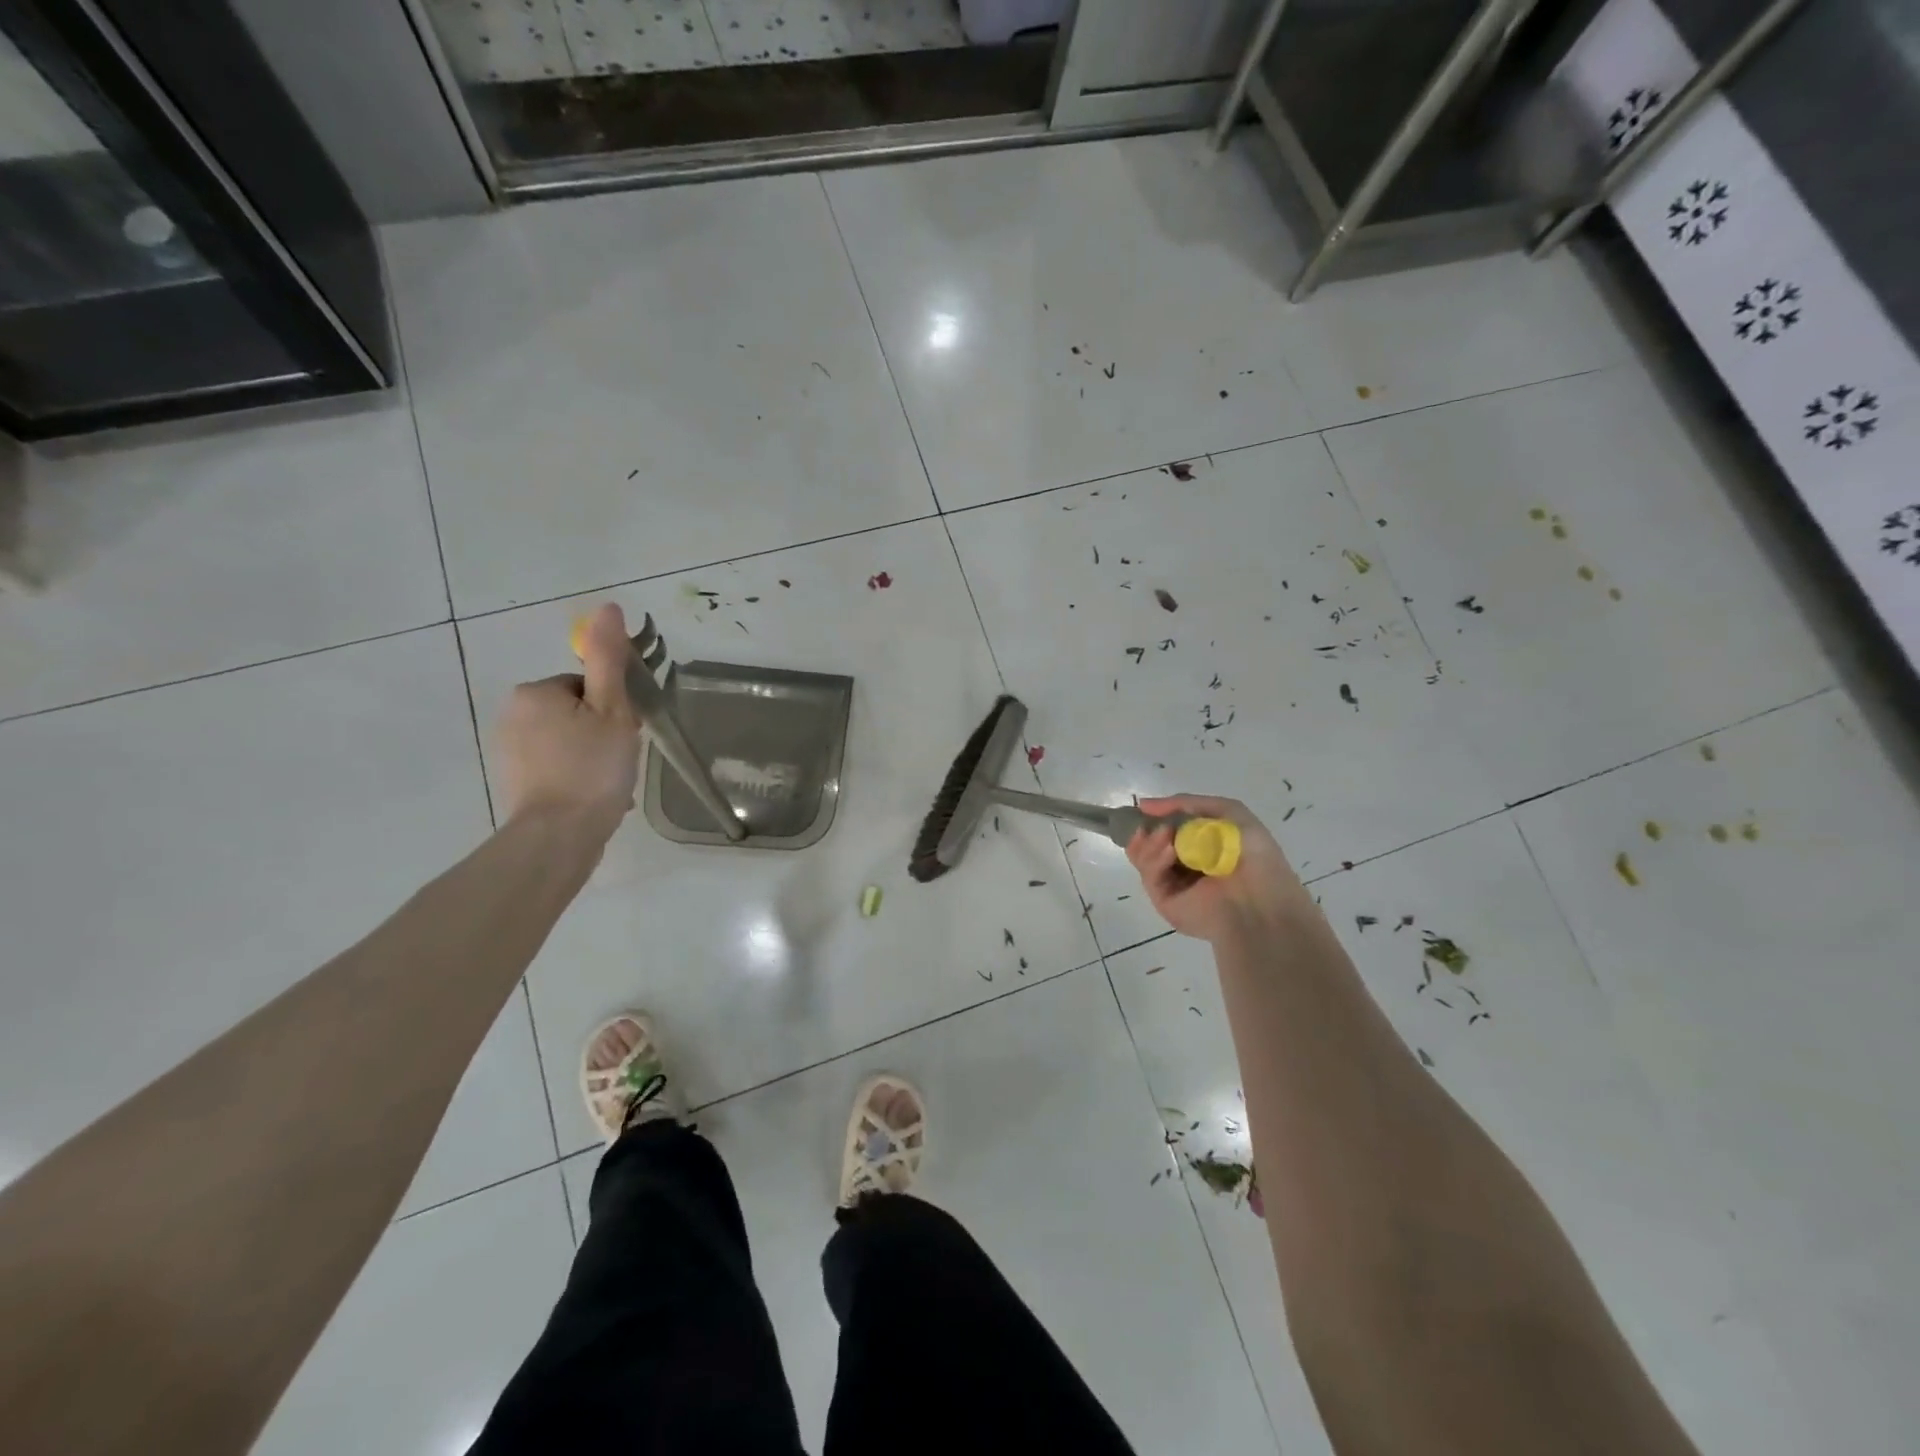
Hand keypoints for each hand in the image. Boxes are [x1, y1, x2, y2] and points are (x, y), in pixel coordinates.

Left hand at [496, 602, 640, 831]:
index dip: (613, 709)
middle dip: (602, 732)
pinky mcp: (515, 780)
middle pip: (577, 712)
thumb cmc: (591, 768)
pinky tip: (594, 795)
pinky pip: (556, 765)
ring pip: (568, 740)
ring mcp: (510, 750)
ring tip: (611, 783)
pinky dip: (577, 775)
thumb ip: (609, 659)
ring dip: (592, 755)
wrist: (559, 835)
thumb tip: (608, 607)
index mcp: (535, 692)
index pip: (587, 687)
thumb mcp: (612, 710)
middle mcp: (513, 715)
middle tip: (619, 759)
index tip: (624, 734)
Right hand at [1126, 795, 1307, 942]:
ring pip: (1142, 857)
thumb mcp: (1229, 812)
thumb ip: (1188, 803)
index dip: (1154, 817)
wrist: (1262, 902)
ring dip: (1150, 842)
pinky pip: (1149, 876)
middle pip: (1146, 842)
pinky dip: (1155, 860)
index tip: (1145, 808)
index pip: (1164, 827)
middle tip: (1160, 826)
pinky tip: (1170, 852)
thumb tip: (1144, 805)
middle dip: (1147, 829)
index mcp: (1199, 845)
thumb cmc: (1253, 856)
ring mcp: (1171, 883)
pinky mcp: (1164, 901)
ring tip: (1166, 835)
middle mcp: (1182, 864)